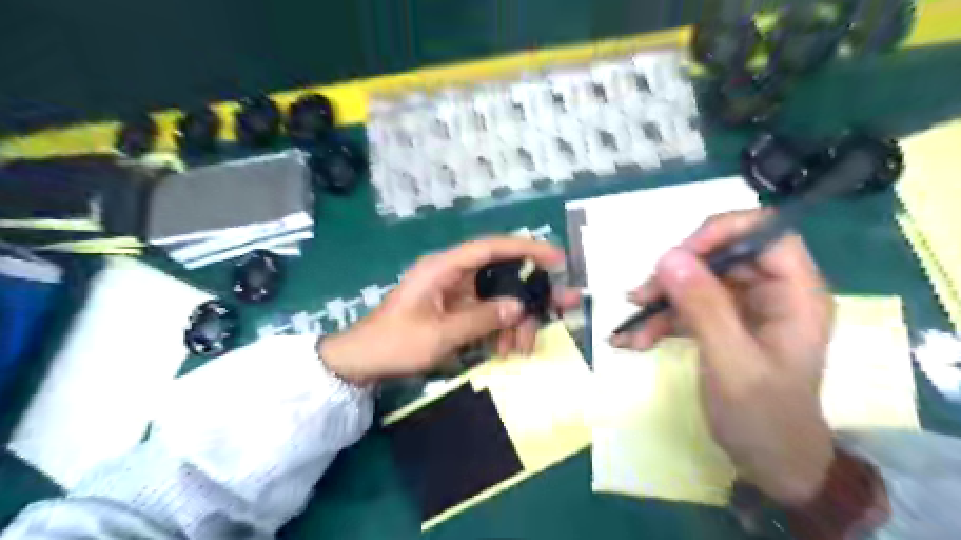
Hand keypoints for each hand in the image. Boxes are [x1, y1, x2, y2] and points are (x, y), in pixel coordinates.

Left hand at [321, 237, 576, 383]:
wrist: (363, 362)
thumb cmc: (396, 343)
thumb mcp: (440, 334)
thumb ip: (482, 318)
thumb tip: (519, 306)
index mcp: (444, 268)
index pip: (492, 248)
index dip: (526, 249)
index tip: (556, 259)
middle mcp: (453, 274)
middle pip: (502, 274)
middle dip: (530, 294)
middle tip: (560, 308)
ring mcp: (455, 294)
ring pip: (499, 298)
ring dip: (515, 321)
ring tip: (520, 349)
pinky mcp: (456, 311)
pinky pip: (488, 314)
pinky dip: (501, 330)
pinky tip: (506, 350)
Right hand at [615, 211, 834, 504]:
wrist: (770, 463)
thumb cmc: (763, 417)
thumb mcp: (731, 363)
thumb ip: (703, 308)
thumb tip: (668, 255)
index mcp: (795, 294)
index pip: (765, 233)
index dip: (721, 233)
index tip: (676, 257)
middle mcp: (772, 292)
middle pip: (721, 256)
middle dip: (676, 275)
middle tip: (640, 298)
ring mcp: (746, 307)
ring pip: (697, 280)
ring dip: (661, 301)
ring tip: (630, 329)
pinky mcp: (723, 322)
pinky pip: (688, 306)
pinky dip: (660, 320)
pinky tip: (635, 340)